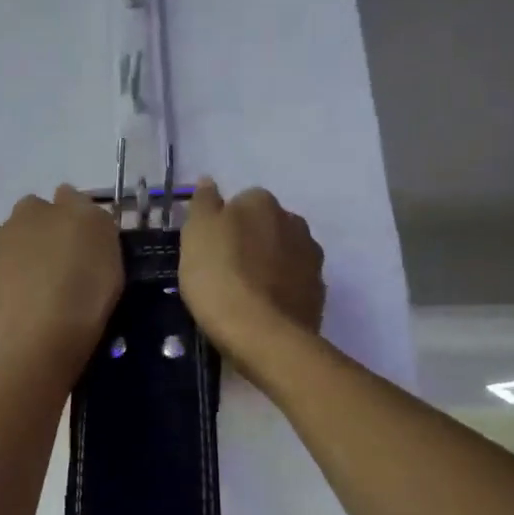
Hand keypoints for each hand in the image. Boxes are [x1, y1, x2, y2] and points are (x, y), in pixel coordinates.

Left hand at [0, 186, 123, 373]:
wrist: (41, 342)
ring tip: (41, 299)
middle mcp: (0, 232)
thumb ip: (82, 207)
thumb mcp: (102, 234)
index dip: (63, 222)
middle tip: (62, 272)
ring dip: (17, 272)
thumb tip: (64, 195)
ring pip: (2, 262)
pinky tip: (23, 320)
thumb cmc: (81, 284)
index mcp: (31, 210)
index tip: (80, 246)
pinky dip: (5, 303)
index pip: (46, 205)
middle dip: (35, 245)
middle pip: (20, 232)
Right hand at [179, 180, 324, 365]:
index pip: (242, 201)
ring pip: (284, 254)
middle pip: (267, 225)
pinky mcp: (318, 293)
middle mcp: (294, 223)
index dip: (224, 223)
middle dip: (251, 240)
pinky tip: (261, 309)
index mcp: (262, 203)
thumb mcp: (195, 234)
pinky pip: (294, 283)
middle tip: (224, 268)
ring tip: (244, 292)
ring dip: (268, 264)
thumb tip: (209, 181)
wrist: (260, 334)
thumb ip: (203, 203)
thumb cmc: (219, 276)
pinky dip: (280, 290)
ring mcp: (311, 259)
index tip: (210, 247)